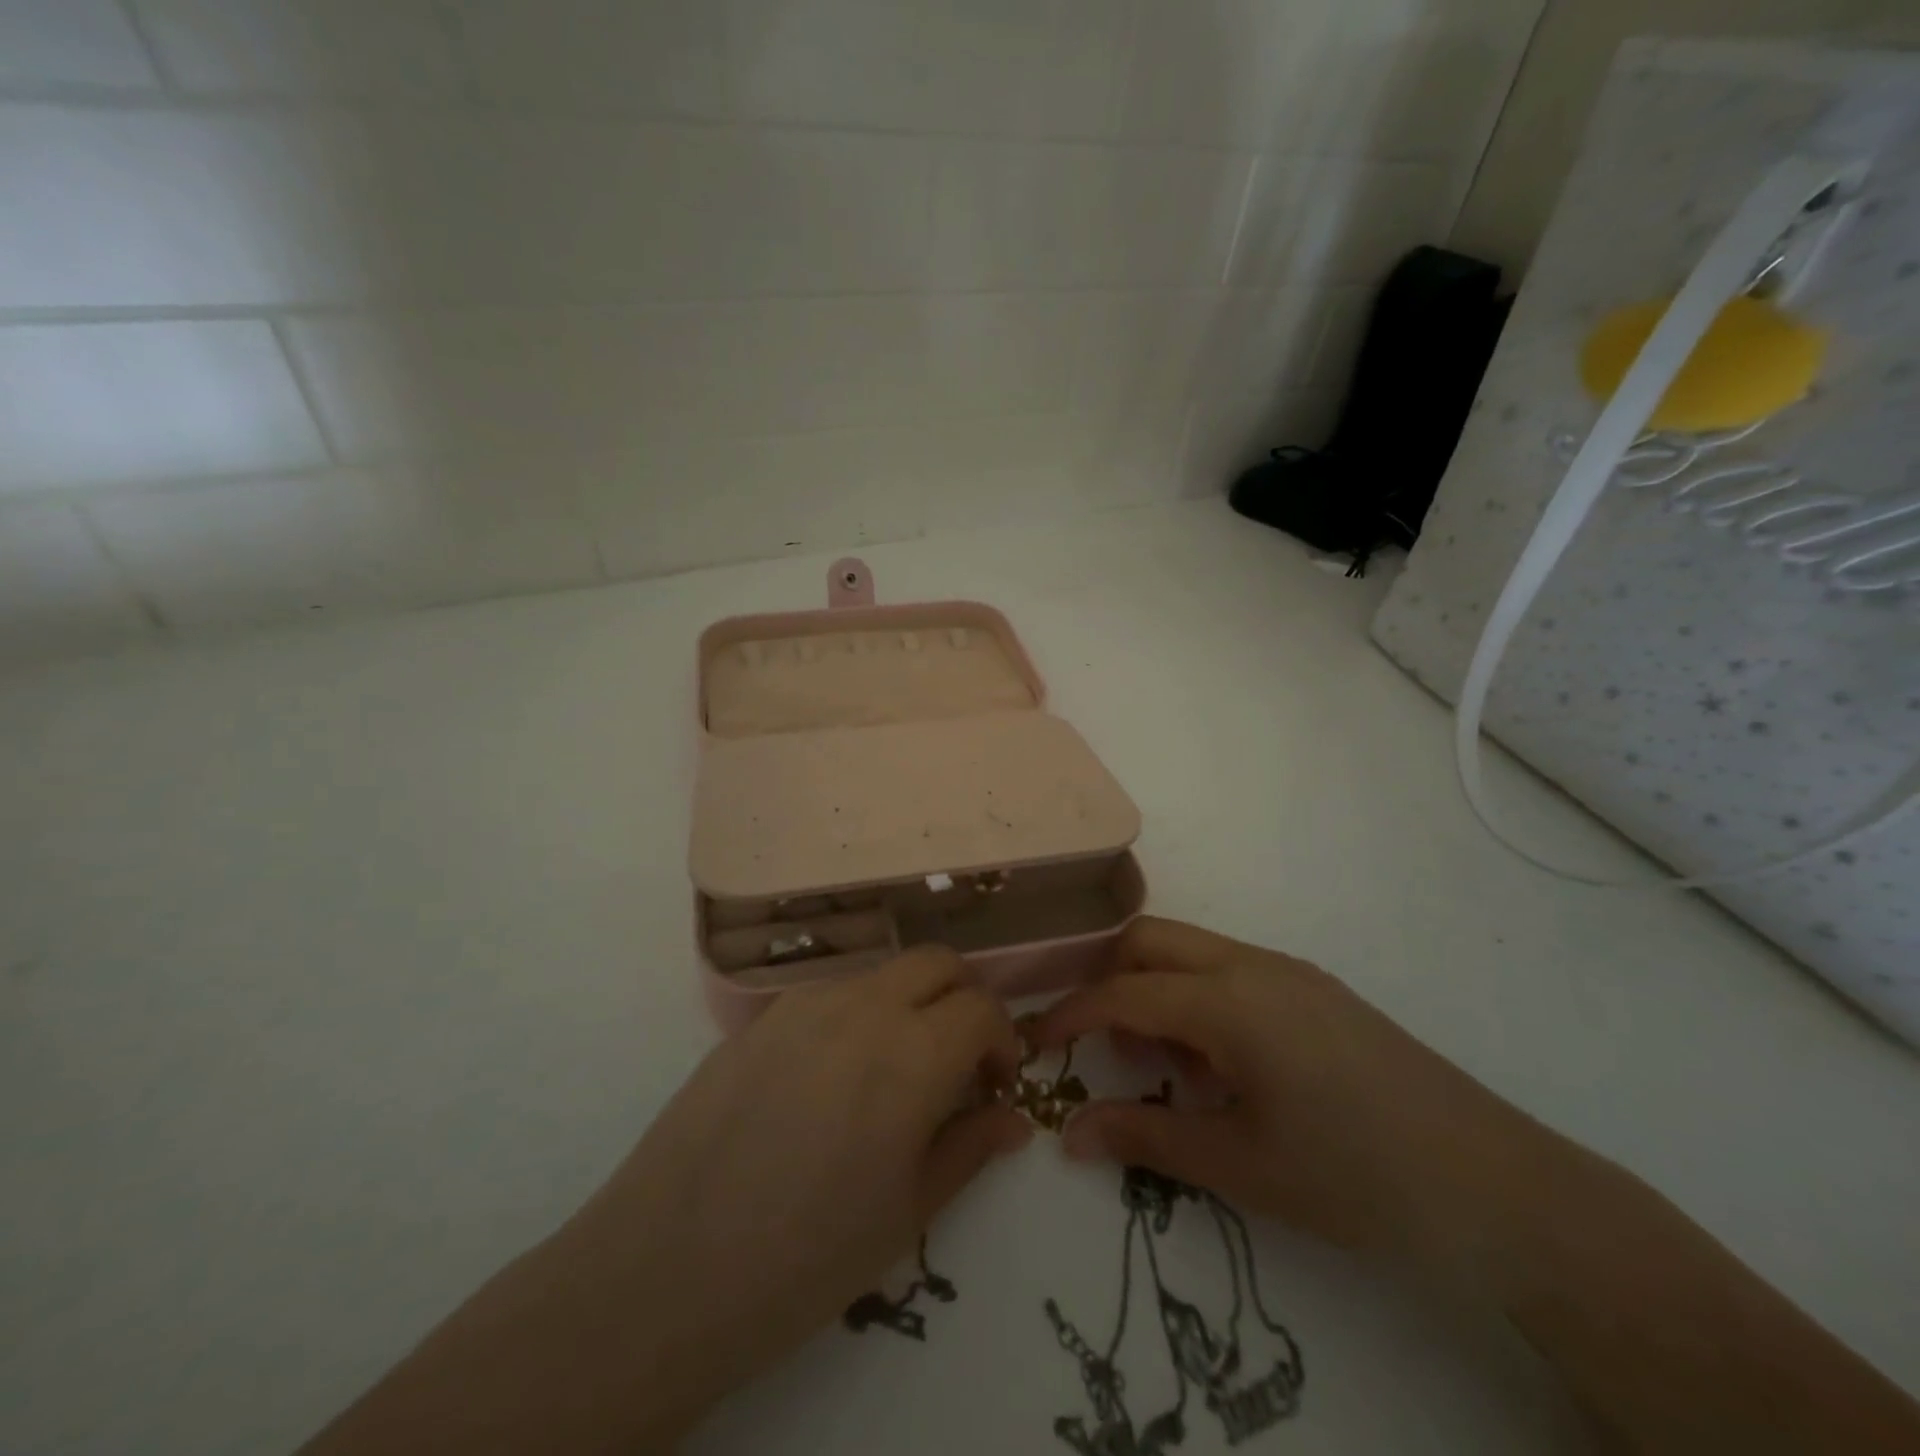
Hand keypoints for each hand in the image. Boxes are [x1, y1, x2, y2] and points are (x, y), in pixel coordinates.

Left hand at [554, 946, 1030, 1441]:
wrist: (666, 1268)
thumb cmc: (805, 1256)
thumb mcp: (908, 1212)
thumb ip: (970, 1147)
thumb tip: (1014, 1117)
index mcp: (912, 1053)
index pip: (982, 1007)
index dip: (1002, 1040)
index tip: (994, 1083)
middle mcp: (863, 1006)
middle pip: (937, 962)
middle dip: (964, 998)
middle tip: (958, 1057)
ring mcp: (805, 1002)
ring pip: (883, 972)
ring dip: (909, 1003)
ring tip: (893, 1070)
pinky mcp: (761, 1015)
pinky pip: (830, 993)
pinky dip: (858, 1013)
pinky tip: (832, 1079)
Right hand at [1035, 917, 1568, 1294]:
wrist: (1498, 1185)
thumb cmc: (1355, 1177)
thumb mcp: (1240, 1165)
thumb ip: (1146, 1139)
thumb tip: (1069, 1134)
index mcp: (1227, 1002)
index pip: (1122, 991)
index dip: (1070, 1013)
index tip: (1036, 1042)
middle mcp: (1251, 965)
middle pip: (1149, 939)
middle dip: (1106, 977)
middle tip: (1095, 1041)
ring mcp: (1288, 971)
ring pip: (1190, 950)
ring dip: (1156, 989)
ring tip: (1164, 1067)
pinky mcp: (1315, 989)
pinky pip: (1230, 970)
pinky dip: (1198, 998)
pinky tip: (1221, 1066)